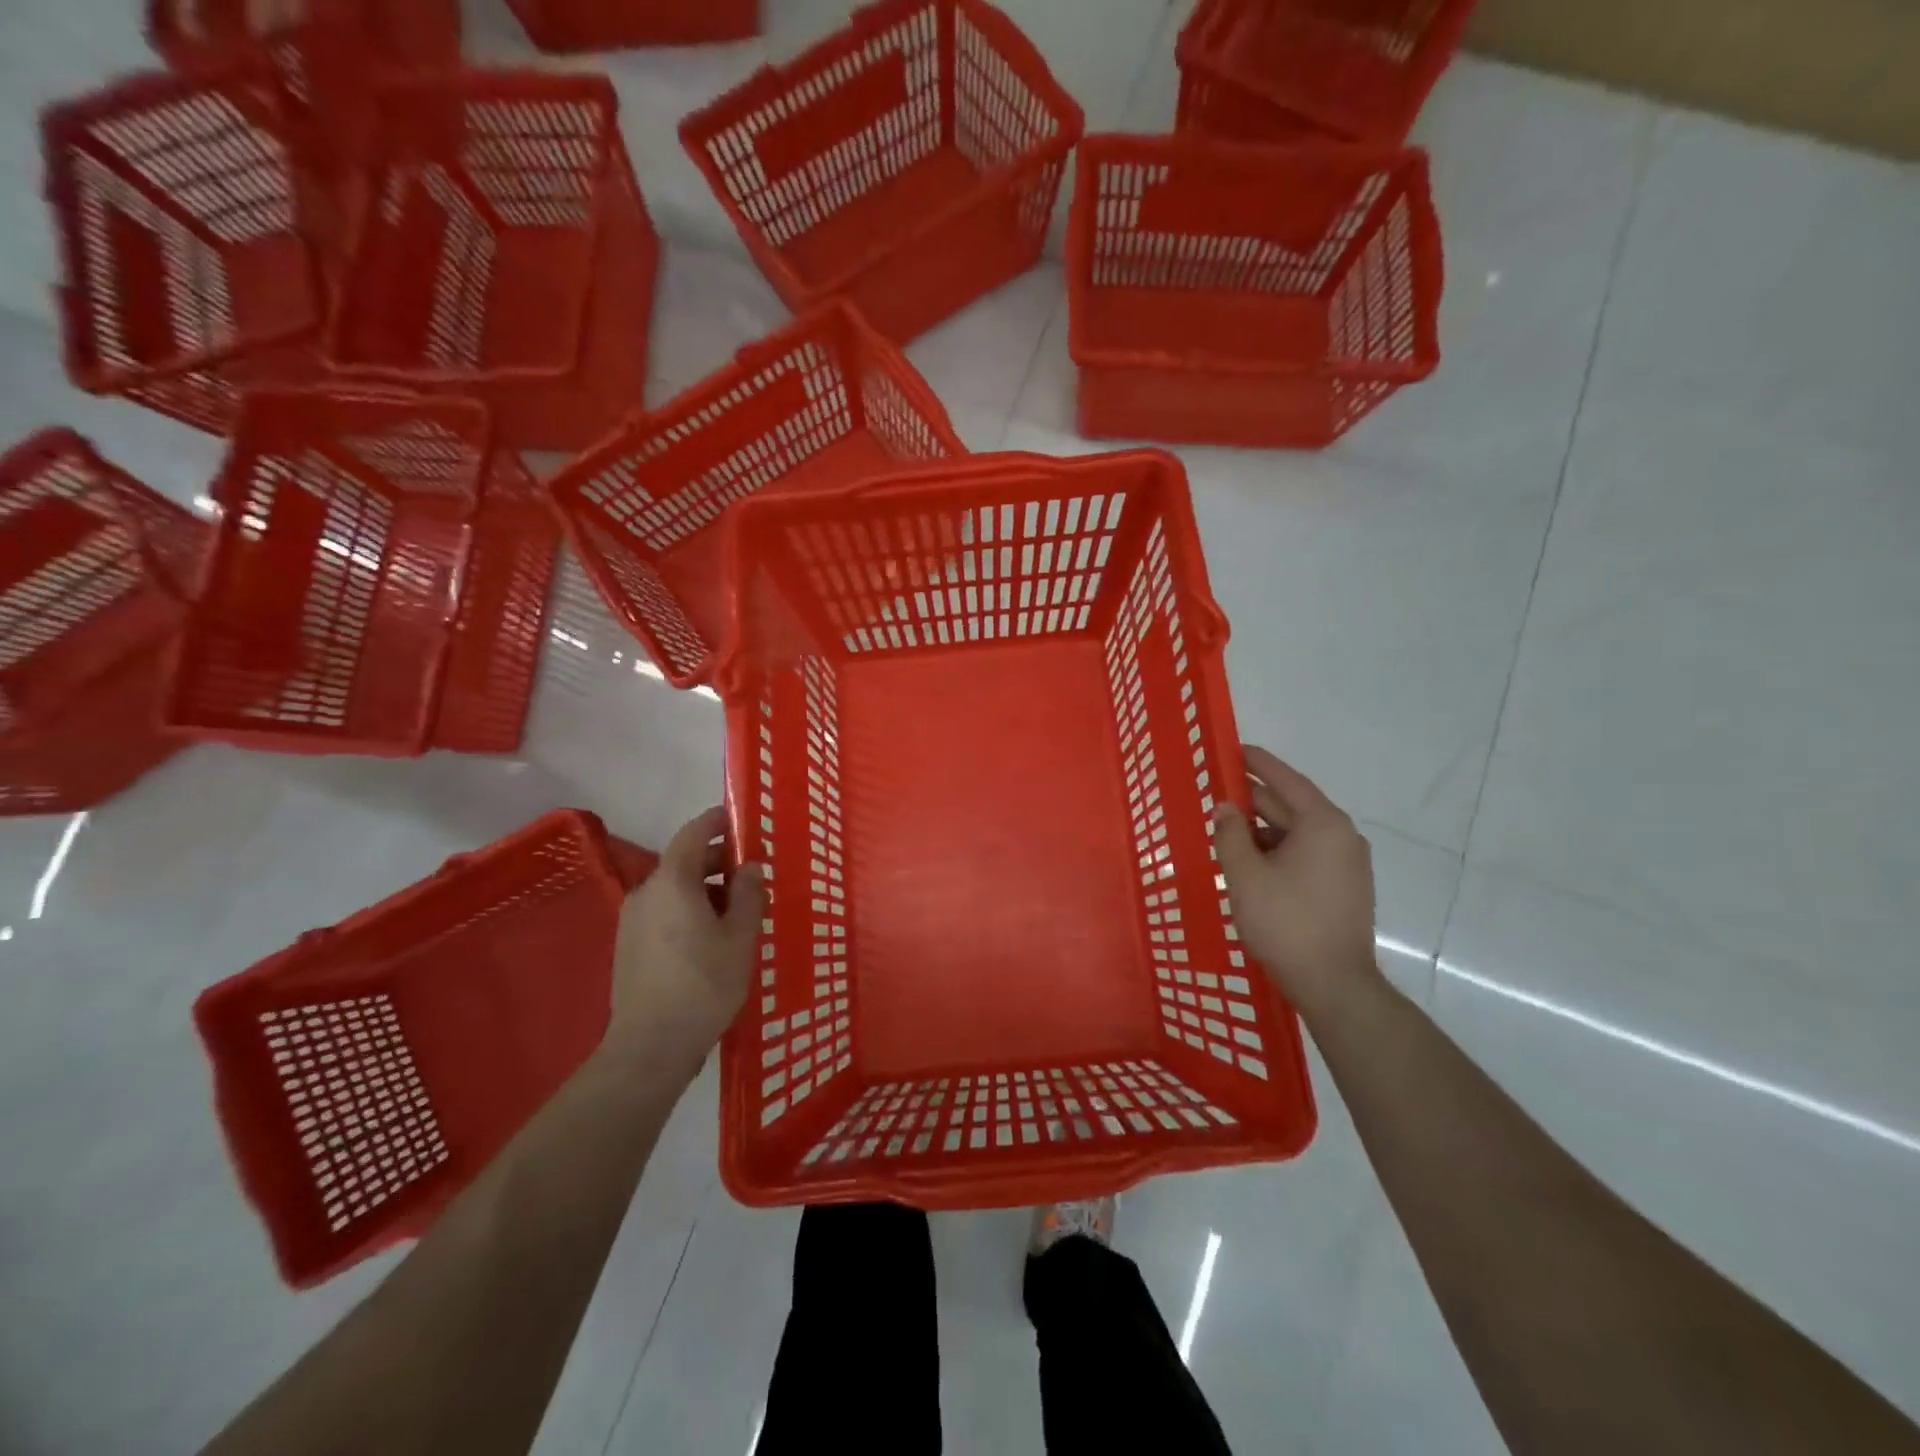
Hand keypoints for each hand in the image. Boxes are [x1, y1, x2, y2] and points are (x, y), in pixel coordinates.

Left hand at [604, 806, 766, 1079]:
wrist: (650, 1047)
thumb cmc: (704, 984)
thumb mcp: (741, 937)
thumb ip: (749, 895)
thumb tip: (749, 868)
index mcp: (673, 882)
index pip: (694, 833)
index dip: (717, 821)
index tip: (741, 819)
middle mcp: (646, 892)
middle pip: (684, 862)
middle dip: (718, 861)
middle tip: (752, 874)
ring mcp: (632, 920)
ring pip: (675, 890)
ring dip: (706, 889)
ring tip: (739, 911)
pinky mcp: (629, 945)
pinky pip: (664, 912)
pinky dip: (689, 909)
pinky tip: (712, 936)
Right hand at [1213, 746, 1381, 1021]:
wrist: (1334, 984)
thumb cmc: (1286, 922)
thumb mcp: (1245, 875)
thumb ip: (1230, 835)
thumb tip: (1225, 808)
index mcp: (1323, 824)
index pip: (1286, 780)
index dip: (1258, 763)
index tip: (1234, 748)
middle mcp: (1342, 836)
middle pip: (1291, 806)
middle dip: (1254, 801)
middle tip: (1218, 793)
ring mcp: (1347, 864)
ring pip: (1297, 833)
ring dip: (1263, 831)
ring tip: (1227, 834)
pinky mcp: (1344, 887)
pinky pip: (1306, 854)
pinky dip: (1278, 851)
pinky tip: (1251, 863)